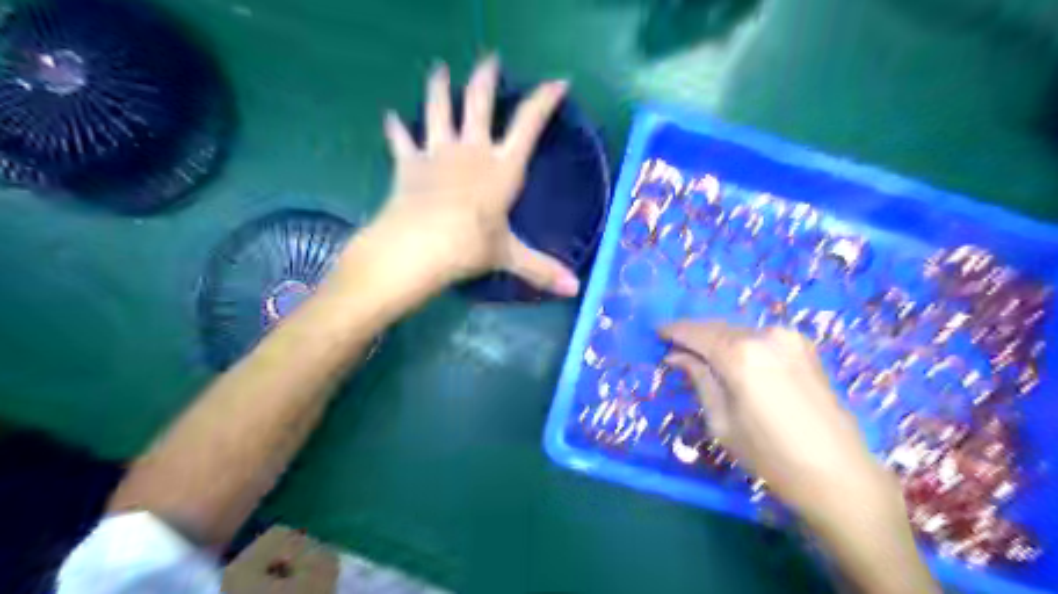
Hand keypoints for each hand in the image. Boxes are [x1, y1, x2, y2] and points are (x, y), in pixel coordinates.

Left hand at [370, 55, 581, 296]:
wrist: (417, 247)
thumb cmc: (468, 248)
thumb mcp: (508, 257)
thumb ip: (541, 269)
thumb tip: (575, 290)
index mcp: (502, 168)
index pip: (528, 125)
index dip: (544, 100)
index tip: (557, 82)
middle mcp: (471, 151)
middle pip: (479, 103)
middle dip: (485, 78)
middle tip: (489, 58)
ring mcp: (437, 153)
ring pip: (438, 109)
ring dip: (438, 87)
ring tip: (439, 70)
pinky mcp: (408, 163)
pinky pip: (400, 139)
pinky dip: (395, 127)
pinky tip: (390, 116)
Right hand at [658, 320, 899, 519]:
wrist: (839, 474)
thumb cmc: (771, 455)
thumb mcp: (722, 421)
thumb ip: (699, 380)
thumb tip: (677, 356)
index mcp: (740, 354)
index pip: (696, 333)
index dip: (674, 331)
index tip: (656, 332)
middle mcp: (764, 336)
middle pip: (717, 328)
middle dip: (695, 335)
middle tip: (675, 347)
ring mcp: (788, 338)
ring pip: (738, 331)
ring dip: (718, 340)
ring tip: (702, 356)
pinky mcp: (804, 346)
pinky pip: (759, 337)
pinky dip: (741, 343)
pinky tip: (733, 359)